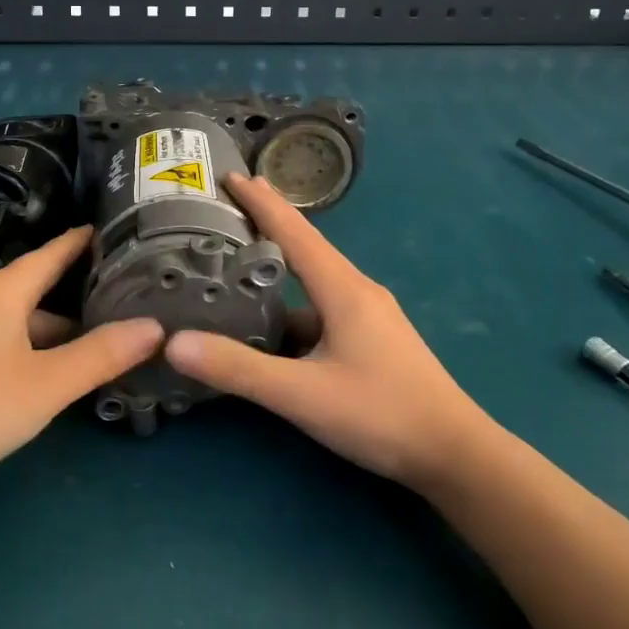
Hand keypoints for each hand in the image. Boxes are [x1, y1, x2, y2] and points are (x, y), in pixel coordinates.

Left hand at [0, 227, 162, 498]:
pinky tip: (56, 374)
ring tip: (106, 342)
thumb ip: (101, 354)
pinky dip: (37, 350)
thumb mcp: (45, 384)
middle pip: (42, 288)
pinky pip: (7, 343)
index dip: (88, 240)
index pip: (55, 251)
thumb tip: (156, 326)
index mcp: (4, 291)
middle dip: (84, 294)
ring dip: (61, 330)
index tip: (125, 231)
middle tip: (133, 297)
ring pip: (25, 321)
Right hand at [164, 174, 490, 490]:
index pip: (295, 231)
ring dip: (277, 271)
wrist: (454, 453)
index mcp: (343, 289)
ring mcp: (368, 316)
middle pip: (304, 248)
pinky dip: (292, 309)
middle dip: (266, 225)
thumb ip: (239, 369)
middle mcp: (357, 291)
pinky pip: (322, 310)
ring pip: (313, 283)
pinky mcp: (372, 339)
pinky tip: (270, 330)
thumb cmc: (381, 414)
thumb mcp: (302, 395)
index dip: (261, 201)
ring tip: (234, 270)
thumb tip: (174, 344)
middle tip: (223, 212)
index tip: (229, 175)